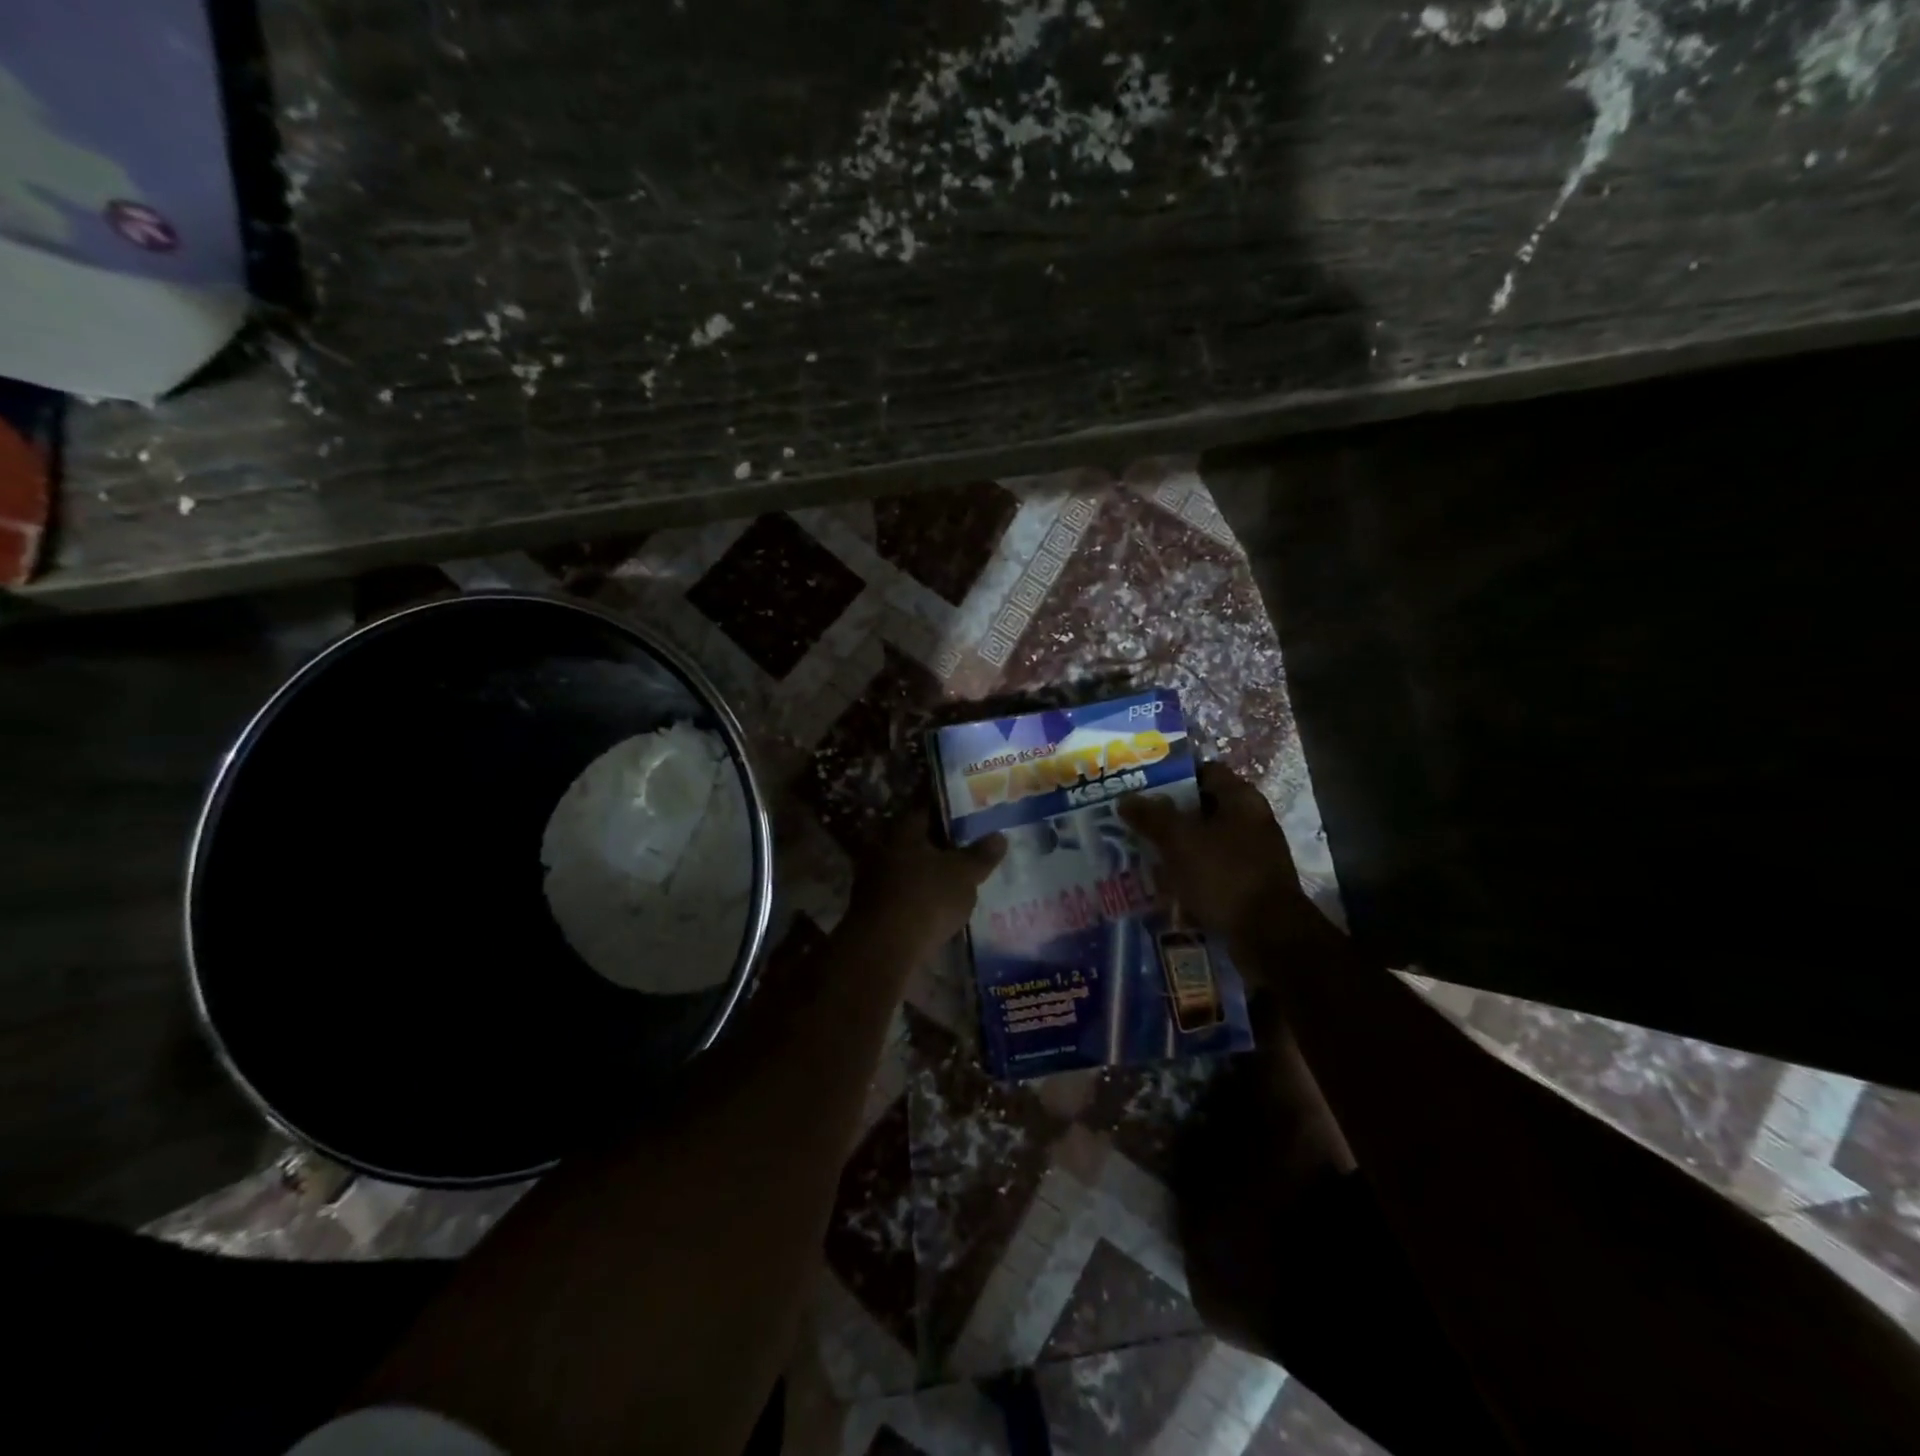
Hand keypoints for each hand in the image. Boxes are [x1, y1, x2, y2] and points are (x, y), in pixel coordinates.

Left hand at [845, 813, 1005, 956]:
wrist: (883, 949)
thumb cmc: (926, 899)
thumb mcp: (964, 874)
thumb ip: (981, 855)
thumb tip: (999, 836)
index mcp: (903, 828)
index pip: (927, 807)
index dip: (950, 808)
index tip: (970, 811)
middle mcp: (883, 846)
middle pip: (918, 838)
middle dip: (941, 842)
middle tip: (969, 845)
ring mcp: (873, 877)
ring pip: (910, 866)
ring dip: (930, 871)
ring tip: (959, 877)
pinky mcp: (873, 907)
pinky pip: (904, 892)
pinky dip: (921, 894)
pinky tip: (940, 904)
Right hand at [1119, 761, 1314, 950]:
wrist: (1269, 937)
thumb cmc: (1224, 875)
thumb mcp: (1180, 841)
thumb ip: (1151, 816)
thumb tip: (1125, 799)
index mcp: (1241, 800)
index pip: (1205, 771)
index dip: (1173, 776)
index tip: (1143, 787)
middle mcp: (1252, 821)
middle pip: (1203, 808)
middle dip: (1169, 816)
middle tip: (1136, 822)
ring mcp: (1253, 855)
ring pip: (1205, 842)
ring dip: (1177, 848)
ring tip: (1144, 854)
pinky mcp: (1249, 885)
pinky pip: (1212, 871)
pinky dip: (1190, 875)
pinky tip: (1166, 886)